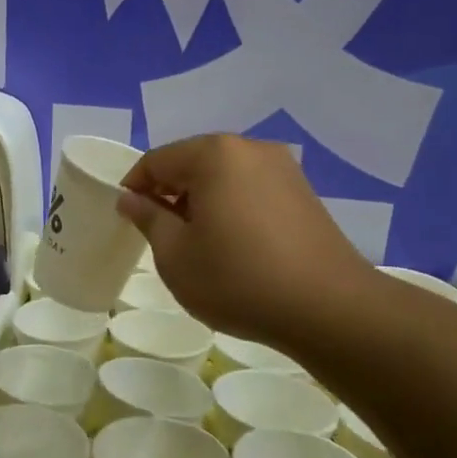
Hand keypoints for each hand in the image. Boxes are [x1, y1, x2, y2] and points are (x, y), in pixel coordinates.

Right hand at [117, 135, 375, 345]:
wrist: (329, 309)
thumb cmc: (238, 279)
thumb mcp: (175, 255)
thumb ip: (148, 219)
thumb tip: (131, 198)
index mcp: (213, 154)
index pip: (156, 160)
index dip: (135, 188)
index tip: (128, 220)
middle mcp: (249, 148)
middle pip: (192, 162)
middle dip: (170, 193)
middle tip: (161, 235)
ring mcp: (282, 168)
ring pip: (223, 175)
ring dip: (201, 201)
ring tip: (198, 244)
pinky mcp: (303, 192)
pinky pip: (251, 188)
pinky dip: (232, 207)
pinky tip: (234, 245)